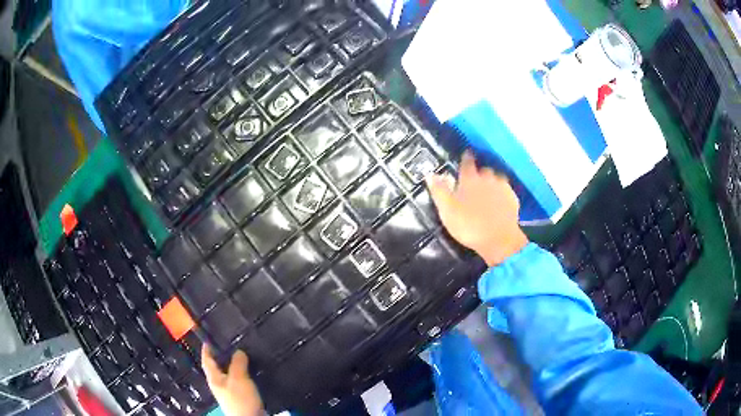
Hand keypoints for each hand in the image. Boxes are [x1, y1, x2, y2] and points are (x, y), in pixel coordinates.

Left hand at [202, 345, 263, 415]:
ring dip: (234, 365)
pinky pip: (239, 381)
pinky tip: (251, 372)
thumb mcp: (238, 378)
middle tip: (229, 344)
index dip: (207, 349)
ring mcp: (229, 392)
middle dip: (222, 356)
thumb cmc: (240, 399)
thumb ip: (238, 363)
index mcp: (214, 378)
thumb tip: (238, 351)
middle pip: (217, 367)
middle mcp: (219, 384)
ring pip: (229, 374)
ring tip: (243, 355)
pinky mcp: (240, 397)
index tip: (208, 338)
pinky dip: (243, 374)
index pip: (207, 360)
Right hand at [426, 151, 528, 266]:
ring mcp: (502, 188)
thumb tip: (430, 174)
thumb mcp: (447, 210)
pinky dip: (502, 193)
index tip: (466, 154)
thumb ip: (439, 191)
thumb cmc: (469, 224)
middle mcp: (488, 178)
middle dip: (479, 173)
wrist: (499, 239)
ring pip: (497, 178)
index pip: (467, 162)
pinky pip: (506, 191)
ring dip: (492, 181)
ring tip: (488, 190)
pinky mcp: (513, 198)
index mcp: (470, 179)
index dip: (465, 158)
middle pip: (483, 169)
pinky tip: (499, 201)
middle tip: (474, 181)